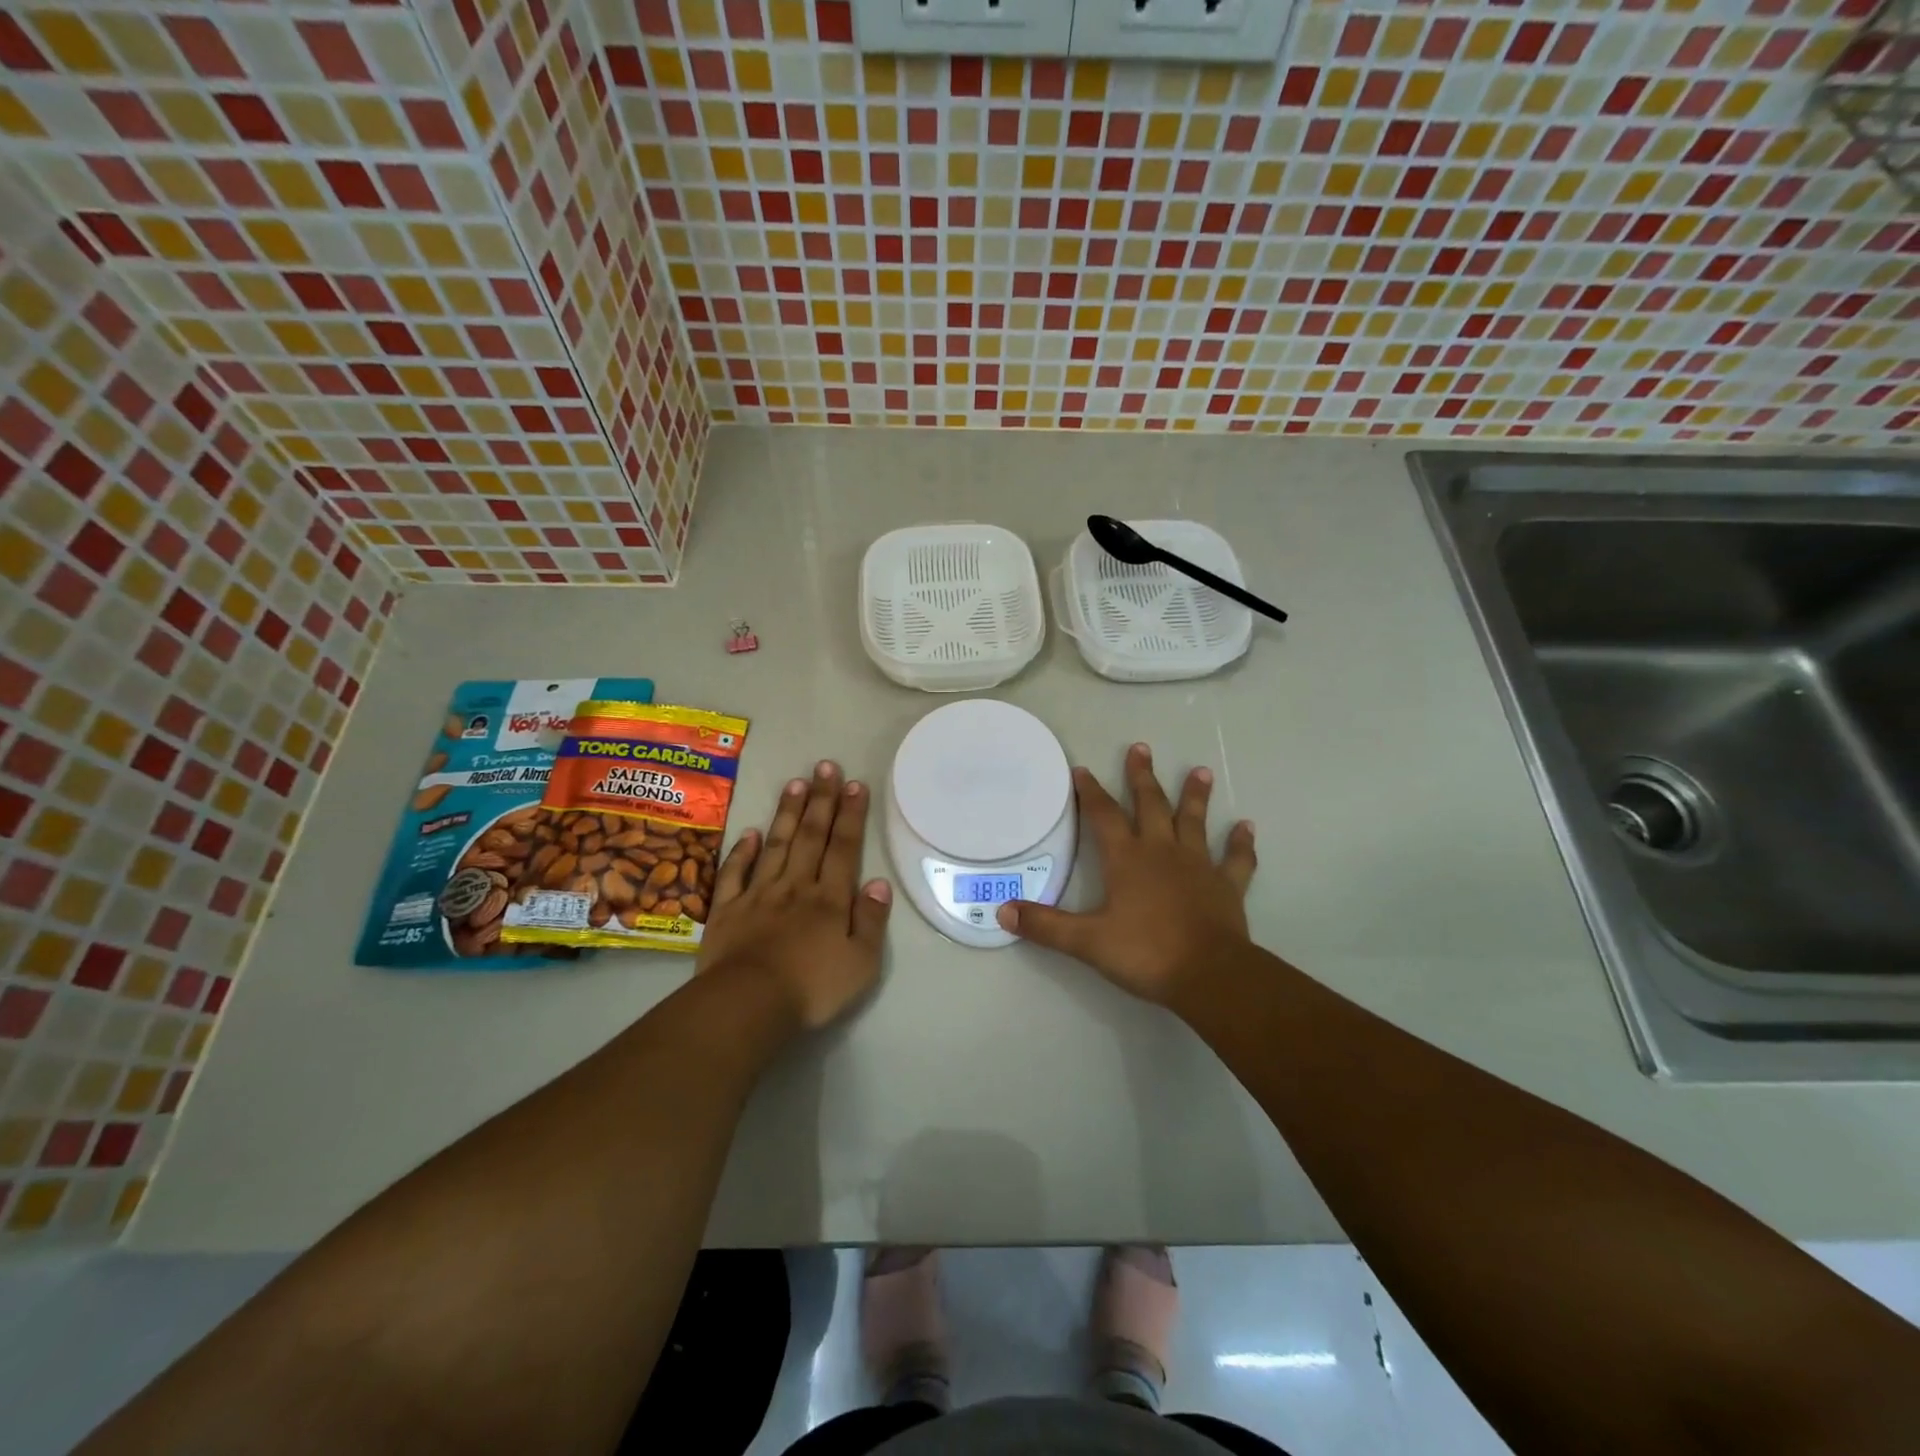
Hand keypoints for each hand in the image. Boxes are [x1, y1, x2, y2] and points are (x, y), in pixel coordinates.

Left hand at [696, 761, 892, 1029]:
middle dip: (821, 800)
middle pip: (810, 837)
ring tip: (795, 783)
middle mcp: (795, 887)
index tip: (855, 784)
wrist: (747, 1005)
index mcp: (829, 899)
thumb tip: (878, 882)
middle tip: (826, 766)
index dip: (850, 815)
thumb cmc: (811, 988)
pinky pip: (734, 873)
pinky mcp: (726, 910)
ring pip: (775, 845)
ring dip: (787, 814)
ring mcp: (758, 895)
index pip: (843, 848)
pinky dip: (741, 851)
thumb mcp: (861, 963)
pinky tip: (749, 832)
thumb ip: (871, 921)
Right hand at [998, 743, 1255, 1007]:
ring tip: (1201, 770)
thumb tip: (1002, 912)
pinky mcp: (1227, 886)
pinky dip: (1241, 844)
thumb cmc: (1146, 953)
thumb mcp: (1087, 942)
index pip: (1104, 816)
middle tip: (1141, 748)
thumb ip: (1045, 926)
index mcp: (1127, 859)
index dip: (1091, 792)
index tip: (1082, 769)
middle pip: (1151, 805)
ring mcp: (1198, 865)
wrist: (1209, 975)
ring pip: (1195, 822)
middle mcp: (1162, 851)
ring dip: (1196, 796)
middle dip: (1142, 777)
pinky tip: (1247, 827)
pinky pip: (1236, 859)